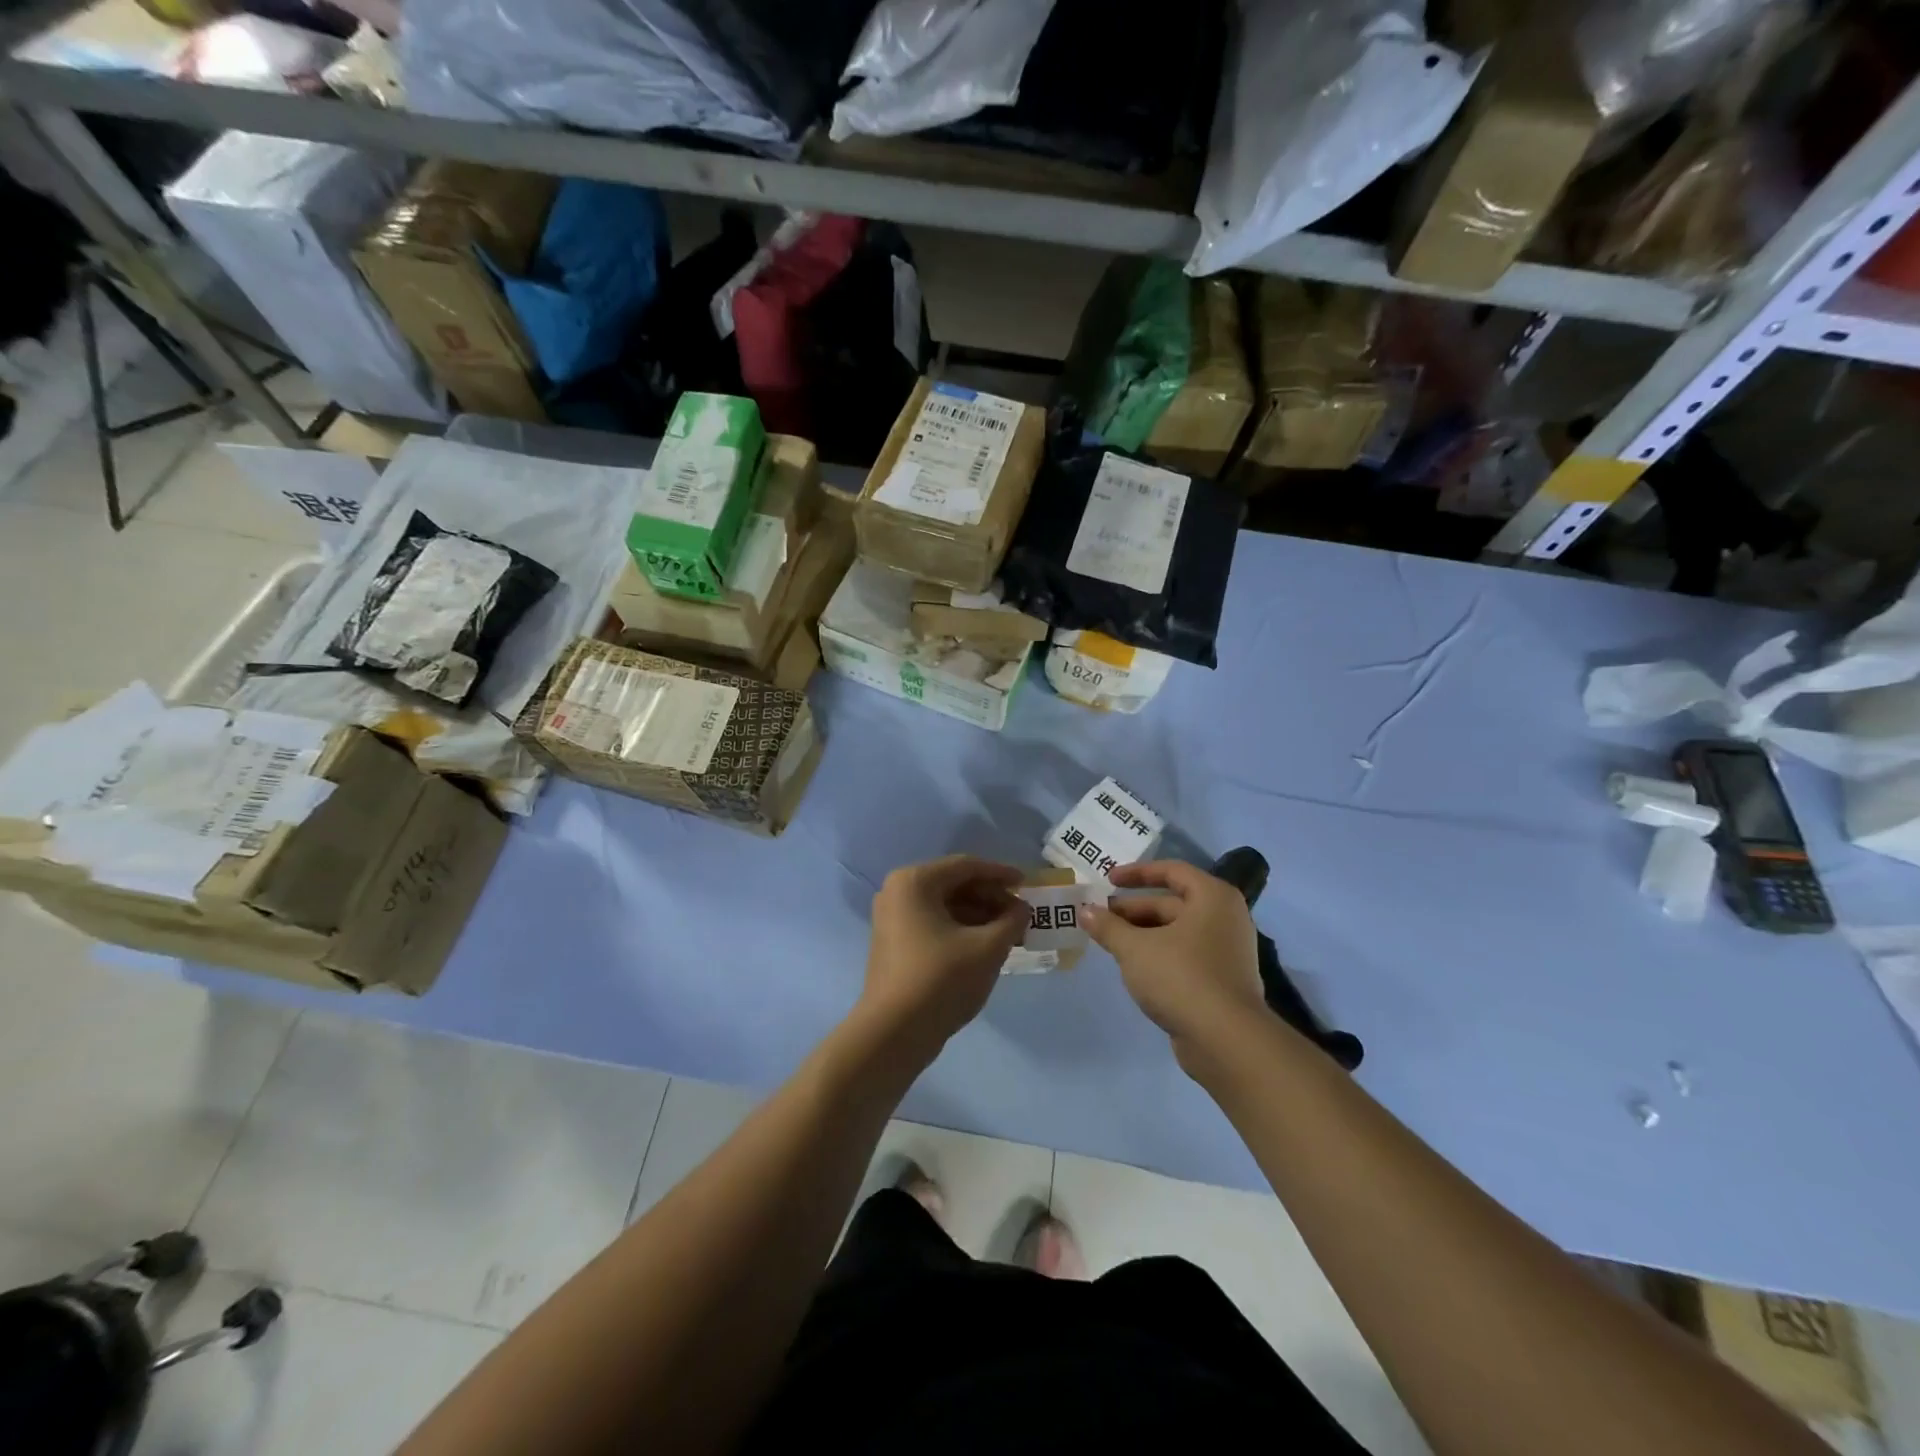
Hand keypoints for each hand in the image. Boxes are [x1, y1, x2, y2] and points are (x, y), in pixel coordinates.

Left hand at [858, 856, 1025, 1059]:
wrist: (893, 1033)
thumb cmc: (941, 980)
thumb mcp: (987, 948)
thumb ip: (1011, 921)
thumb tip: (1022, 909)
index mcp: (915, 881)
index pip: (967, 866)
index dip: (1001, 874)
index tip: (1027, 885)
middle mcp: (898, 891)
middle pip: (954, 884)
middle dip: (991, 899)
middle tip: (1021, 916)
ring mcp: (892, 918)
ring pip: (945, 906)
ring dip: (979, 916)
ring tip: (1009, 935)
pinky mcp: (893, 942)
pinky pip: (933, 923)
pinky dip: (960, 930)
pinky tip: (985, 947)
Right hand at [1083, 860, 1267, 1060]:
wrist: (1226, 1041)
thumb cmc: (1181, 977)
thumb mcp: (1135, 949)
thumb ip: (1108, 927)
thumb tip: (1084, 910)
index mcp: (1212, 898)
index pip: (1172, 871)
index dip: (1137, 873)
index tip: (1108, 880)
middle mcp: (1225, 918)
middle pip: (1172, 903)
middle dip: (1133, 910)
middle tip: (1099, 918)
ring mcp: (1226, 952)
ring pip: (1177, 932)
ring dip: (1143, 934)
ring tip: (1110, 943)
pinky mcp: (1222, 981)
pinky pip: (1185, 956)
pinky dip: (1159, 955)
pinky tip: (1134, 968)